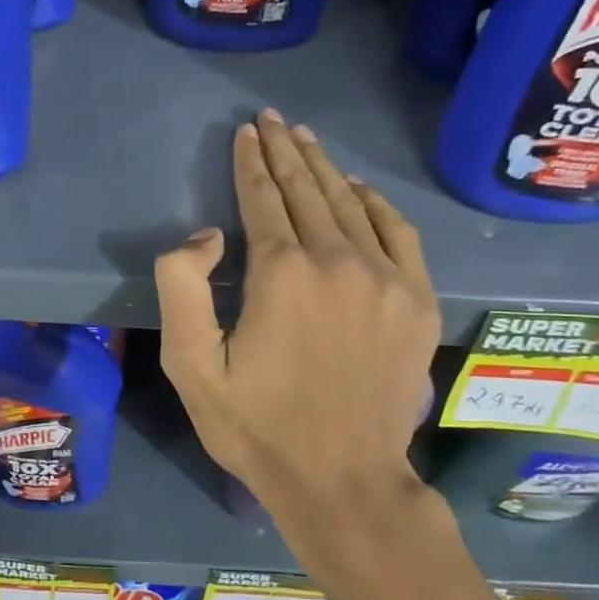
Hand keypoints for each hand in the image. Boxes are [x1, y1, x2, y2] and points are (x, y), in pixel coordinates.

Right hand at [155, 110, 443, 592]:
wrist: (342, 480)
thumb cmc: (256, 425)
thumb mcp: (190, 366)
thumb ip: (182, 288)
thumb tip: (207, 235)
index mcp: (281, 273)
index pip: (263, 199)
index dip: (251, 162)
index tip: (246, 131)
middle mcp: (338, 261)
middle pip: (308, 191)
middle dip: (285, 151)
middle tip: (273, 120)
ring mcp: (386, 279)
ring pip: (350, 205)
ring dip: (324, 168)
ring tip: (306, 139)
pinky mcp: (416, 302)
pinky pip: (398, 233)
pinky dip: (375, 204)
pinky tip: (359, 189)